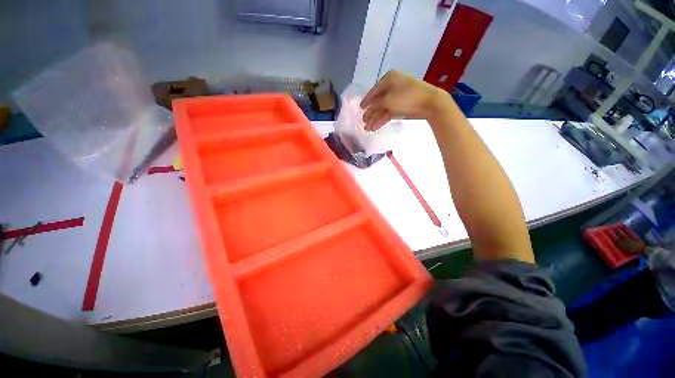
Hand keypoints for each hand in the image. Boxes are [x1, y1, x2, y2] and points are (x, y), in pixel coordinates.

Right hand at [360, 70, 449, 130]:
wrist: (429, 103)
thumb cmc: (406, 97)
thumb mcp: (387, 100)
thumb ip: (375, 106)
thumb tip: (368, 110)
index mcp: (389, 78)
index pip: (374, 90)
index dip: (366, 100)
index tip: (360, 108)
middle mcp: (393, 85)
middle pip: (379, 101)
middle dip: (371, 113)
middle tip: (364, 122)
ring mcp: (399, 96)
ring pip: (384, 108)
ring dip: (375, 119)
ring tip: (368, 129)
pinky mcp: (403, 105)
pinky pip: (390, 112)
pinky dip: (383, 119)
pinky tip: (376, 126)